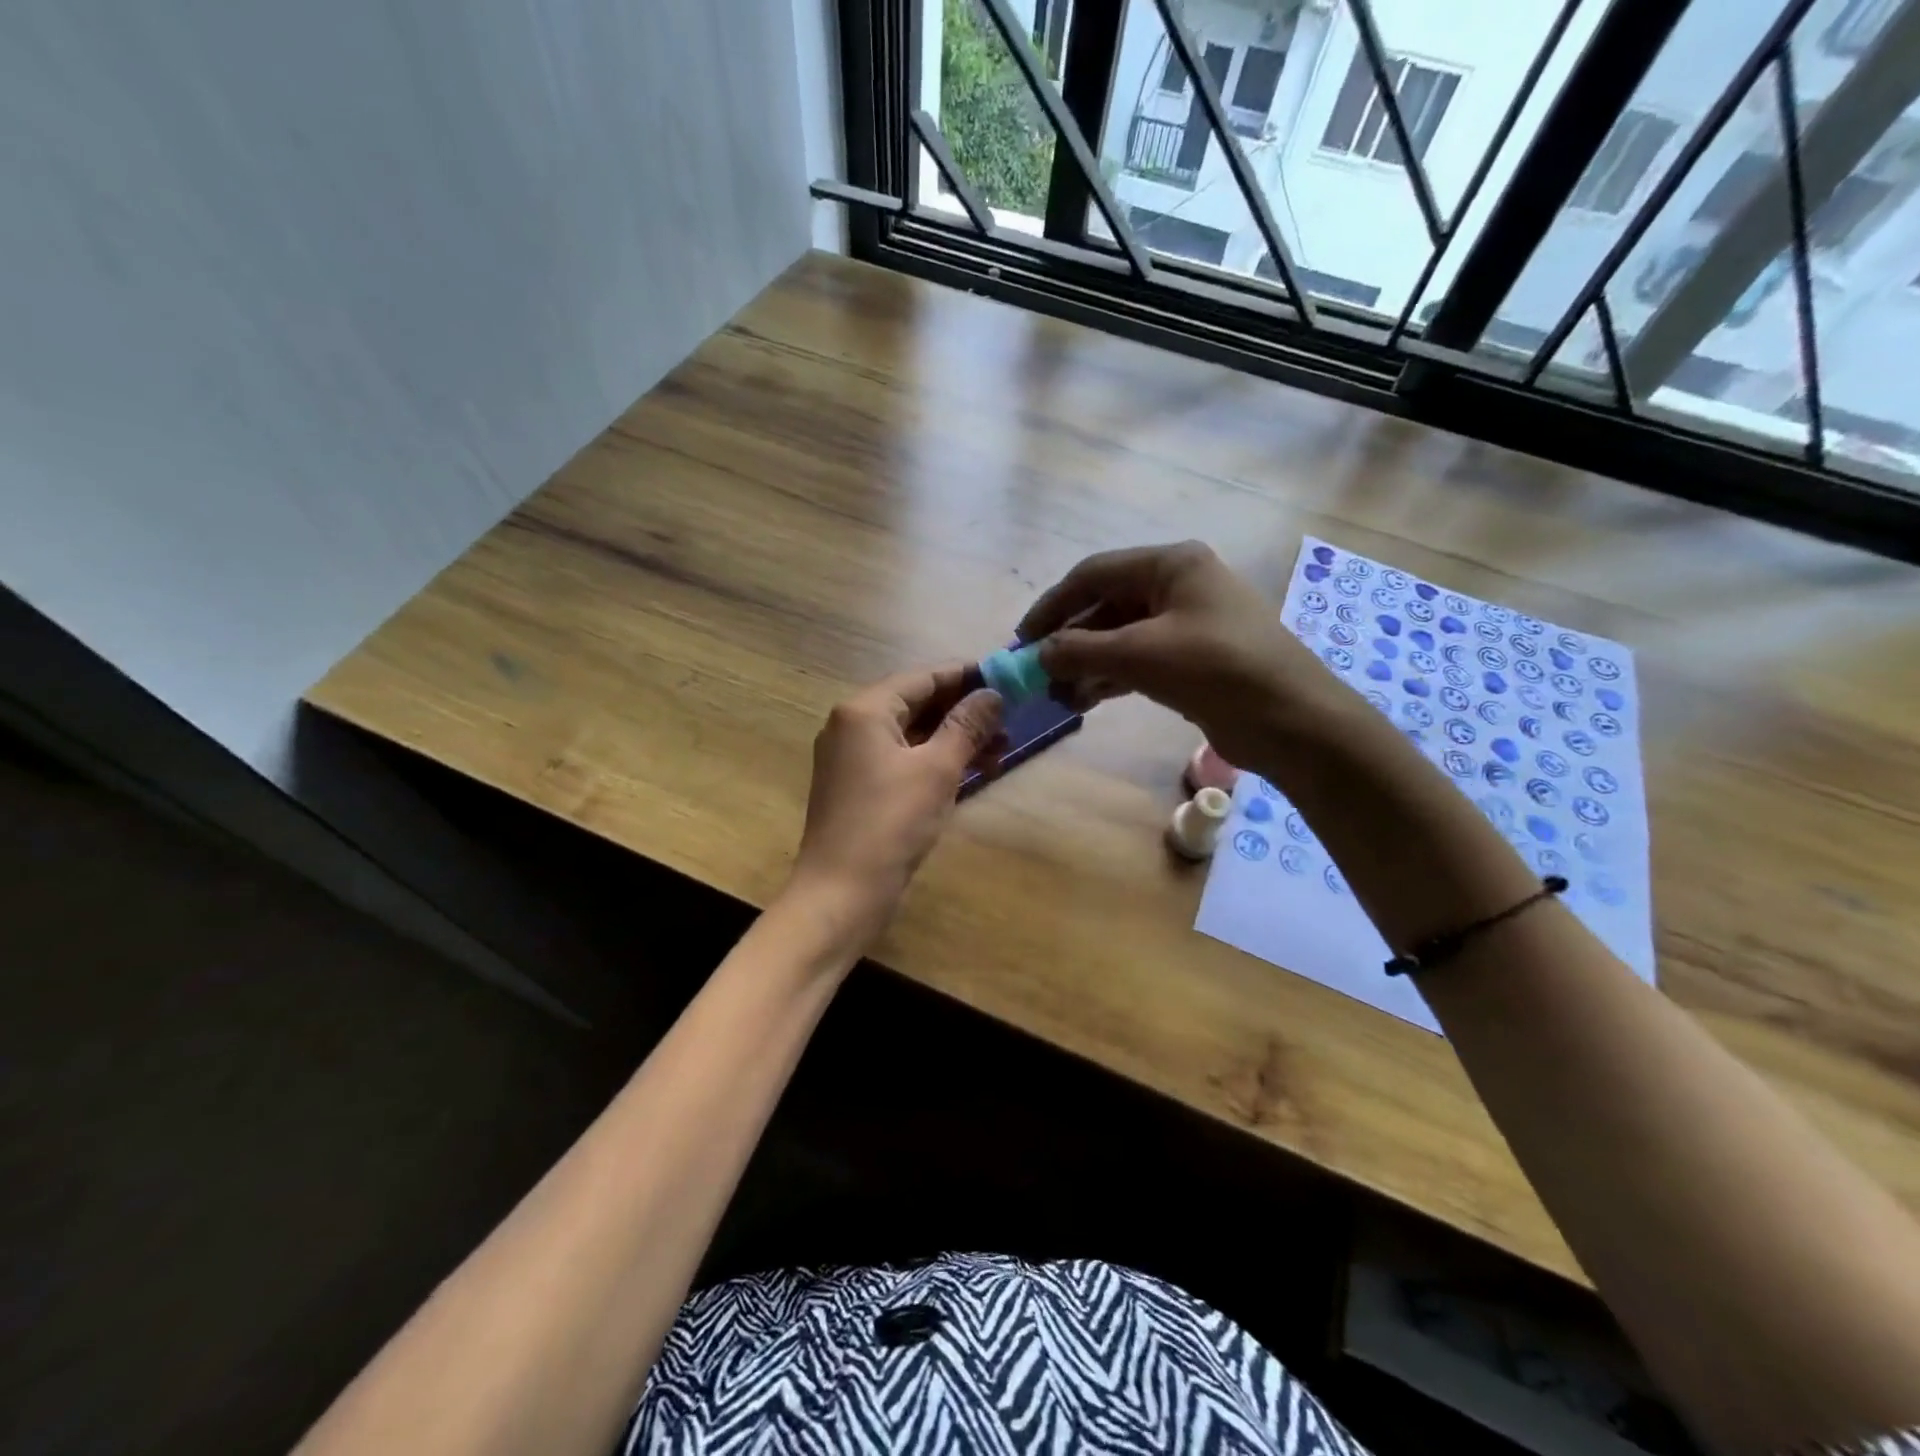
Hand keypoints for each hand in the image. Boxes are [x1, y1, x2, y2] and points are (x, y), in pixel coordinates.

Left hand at [789, 665, 1004, 943]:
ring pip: (912, 735)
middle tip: (1009, 718)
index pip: (922, 677)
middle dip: (964, 711)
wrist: (841, 894)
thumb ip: (966, 726)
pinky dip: (935, 761)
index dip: (966, 675)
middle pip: (916, 704)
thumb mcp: (937, 769)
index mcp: (864, 710)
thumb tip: (992, 694)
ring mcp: (852, 759)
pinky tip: (973, 771)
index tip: (1005, 677)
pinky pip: (903, 760)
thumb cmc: (890, 824)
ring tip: (1002, 748)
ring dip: (955, 739)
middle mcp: (851, 726)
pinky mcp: (858, 788)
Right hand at [1019, 541, 1340, 766]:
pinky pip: (1140, 659)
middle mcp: (1179, 585)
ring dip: (1088, 663)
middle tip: (1039, 672)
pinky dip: (1111, 677)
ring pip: (1121, 636)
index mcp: (1171, 564)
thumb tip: (1038, 654)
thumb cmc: (1217, 670)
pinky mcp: (1194, 659)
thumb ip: (1082, 650)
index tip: (1023, 639)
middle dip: (1071, 640)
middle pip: (1107, 605)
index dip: (1053, 605)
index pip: (1094, 574)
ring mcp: (1189, 623)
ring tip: (1059, 695)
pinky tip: (1087, 700)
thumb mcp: (1141, 655)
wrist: (1293, 721)